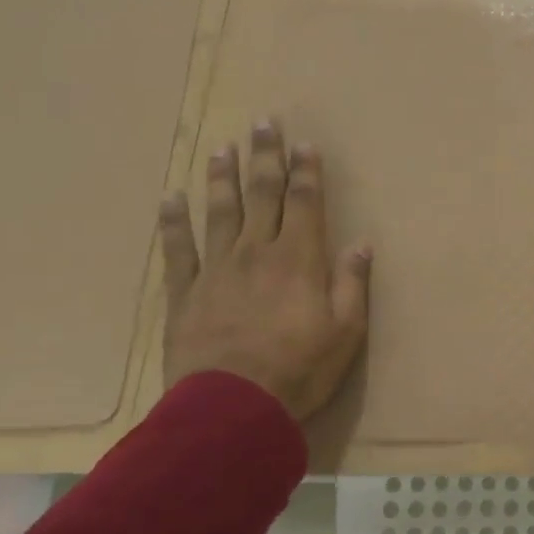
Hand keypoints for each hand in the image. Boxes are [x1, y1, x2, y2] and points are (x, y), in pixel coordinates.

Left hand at [159, 120, 370, 419]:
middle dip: (265, 158)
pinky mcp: (185, 294)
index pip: (305, 203)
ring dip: (222, 177)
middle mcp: (257, 252)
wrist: (231, 409)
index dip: (306, 171)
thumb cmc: (300, 370)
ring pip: (220, 212)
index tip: (305, 143)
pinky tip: (172, 199)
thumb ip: (352, 283)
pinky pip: (178, 250)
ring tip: (222, 148)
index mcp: (299, 259)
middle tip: (263, 123)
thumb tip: (361, 242)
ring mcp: (217, 270)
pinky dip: (174, 222)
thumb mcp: (346, 332)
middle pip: (262, 195)